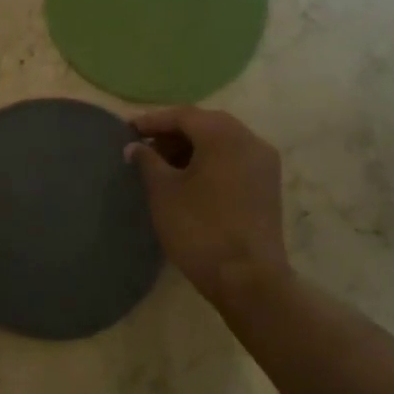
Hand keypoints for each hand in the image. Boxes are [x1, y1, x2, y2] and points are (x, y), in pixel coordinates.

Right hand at [126, 107, 289, 307]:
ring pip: (222, 141)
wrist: (248, 278)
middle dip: (173, 132)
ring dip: (191, 147)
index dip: (153, 121)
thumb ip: (147, 161)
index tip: (127, 130)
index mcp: (224, 135)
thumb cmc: (200, 229)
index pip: (183, 115)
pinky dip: (210, 160)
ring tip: (161, 164)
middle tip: (144, 146)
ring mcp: (264, 163)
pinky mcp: (267, 185)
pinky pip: (234, 159)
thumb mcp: (163, 192)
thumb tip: (136, 146)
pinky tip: (188, 178)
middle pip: (206, 124)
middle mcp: (250, 140)